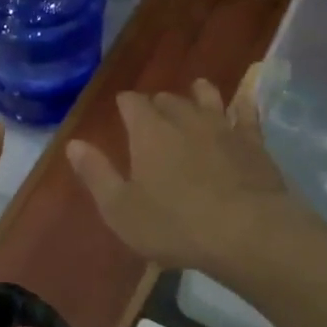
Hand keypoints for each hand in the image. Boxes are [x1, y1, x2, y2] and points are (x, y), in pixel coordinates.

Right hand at [65, 65, 299, 272]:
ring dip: (198, 94)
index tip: (122, 109)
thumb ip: (96, 174)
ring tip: (195, 94)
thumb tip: (73, 144)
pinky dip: (244, 102)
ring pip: (207, 97)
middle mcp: (184, 119)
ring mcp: (222, 127)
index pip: (131, 103)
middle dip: (157, 104)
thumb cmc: (175, 225)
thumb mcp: (121, 209)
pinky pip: (247, 112)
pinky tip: (245, 97)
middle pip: (167, 99)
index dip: (125, 104)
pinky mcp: (253, 142)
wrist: (248, 232)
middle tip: (153, 116)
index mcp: (148, 132)